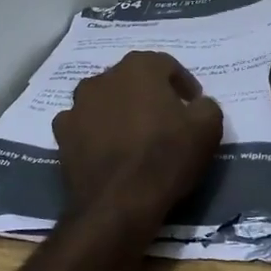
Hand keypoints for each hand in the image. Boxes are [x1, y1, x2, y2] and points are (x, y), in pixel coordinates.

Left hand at [52, 50, 223, 234]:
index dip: (184, 85)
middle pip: (133, 80)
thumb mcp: (208, 128)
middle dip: (149, 95)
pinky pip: (84, 124)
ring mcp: (78, 104)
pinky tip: (108, 150)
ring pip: (105, 100)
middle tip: (165, 119)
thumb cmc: (166, 157)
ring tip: (134, 136)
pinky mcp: (61, 133)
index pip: (167, 66)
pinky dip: (95, 132)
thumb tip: (196, 105)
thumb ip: (205, 106)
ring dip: (119, 110)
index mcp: (140, 66)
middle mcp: (104, 76)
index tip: (193, 106)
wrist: (118, 204)